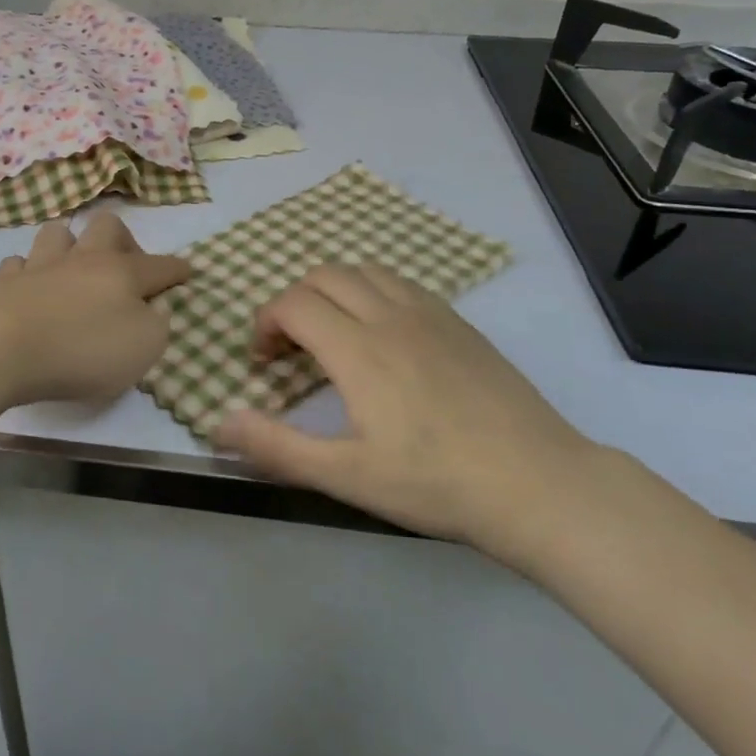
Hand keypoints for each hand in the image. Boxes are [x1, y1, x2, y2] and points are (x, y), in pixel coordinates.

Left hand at [0, 212, 190, 406]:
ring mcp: (41, 266)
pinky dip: (28, 271)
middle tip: (125, 266)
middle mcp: (83, 259)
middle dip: (122, 239)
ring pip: (58, 234)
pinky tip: (30, 285)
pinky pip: (18, 264)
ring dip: (69, 244)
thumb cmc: (83, 350)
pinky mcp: (5, 282)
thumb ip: (157, 325)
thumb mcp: (143, 348)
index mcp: (122, 273)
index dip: (176, 269)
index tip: (187, 272)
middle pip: (107, 227)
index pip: (160, 265)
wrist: (3, 348)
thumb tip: (157, 307)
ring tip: (73, 264)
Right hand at [210, 264, 599, 570]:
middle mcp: (390, 316)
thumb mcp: (345, 475)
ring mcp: (431, 315)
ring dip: (334, 291)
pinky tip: (383, 336)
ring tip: (333, 335)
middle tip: (291, 349)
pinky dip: (373, 292)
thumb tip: (218, 424)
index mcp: (358, 349)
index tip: (264, 361)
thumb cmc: (434, 483)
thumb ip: (276, 447)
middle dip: (293, 302)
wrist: (537, 484)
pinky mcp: (460, 323)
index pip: (293, 303)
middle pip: (324, 276)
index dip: (265, 323)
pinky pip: (402, 284)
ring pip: (365, 271)